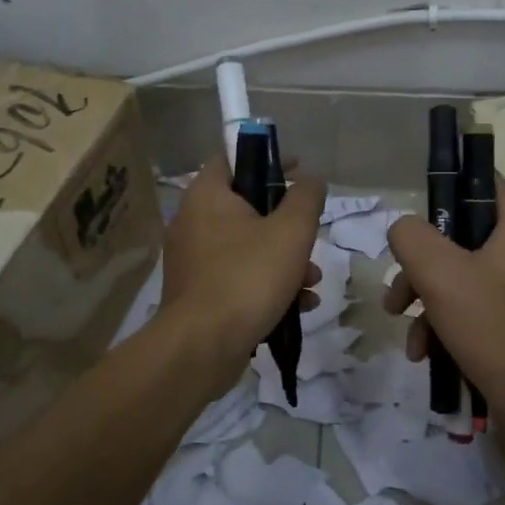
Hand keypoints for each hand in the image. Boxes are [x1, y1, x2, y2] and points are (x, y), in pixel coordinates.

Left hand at [160, 155, 323, 391]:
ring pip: (247, 246)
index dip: (268, 158)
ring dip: (285, 260)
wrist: (202, 347)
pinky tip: (298, 305)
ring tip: (312, 281)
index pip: (233, 157)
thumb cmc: (248, 277)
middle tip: (309, 236)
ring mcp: (193, 260)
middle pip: (246, 206)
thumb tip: (310, 180)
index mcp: (207, 195)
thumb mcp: (291, 231)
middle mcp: (192, 221)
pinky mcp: (198, 293)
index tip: (298, 171)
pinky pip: (238, 276)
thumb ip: (306, 198)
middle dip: (286, 224)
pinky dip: (267, 284)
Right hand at [384, 175, 504, 444]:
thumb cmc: (497, 328)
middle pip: (455, 233)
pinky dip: (440, 324)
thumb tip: (403, 230)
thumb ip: (412, 237)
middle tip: (398, 290)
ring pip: (454, 274)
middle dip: (418, 263)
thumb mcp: (442, 274)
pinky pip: (465, 307)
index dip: (441, 185)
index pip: (478, 178)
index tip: (409, 215)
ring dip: (422, 299)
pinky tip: (423, 353)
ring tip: (402, 326)